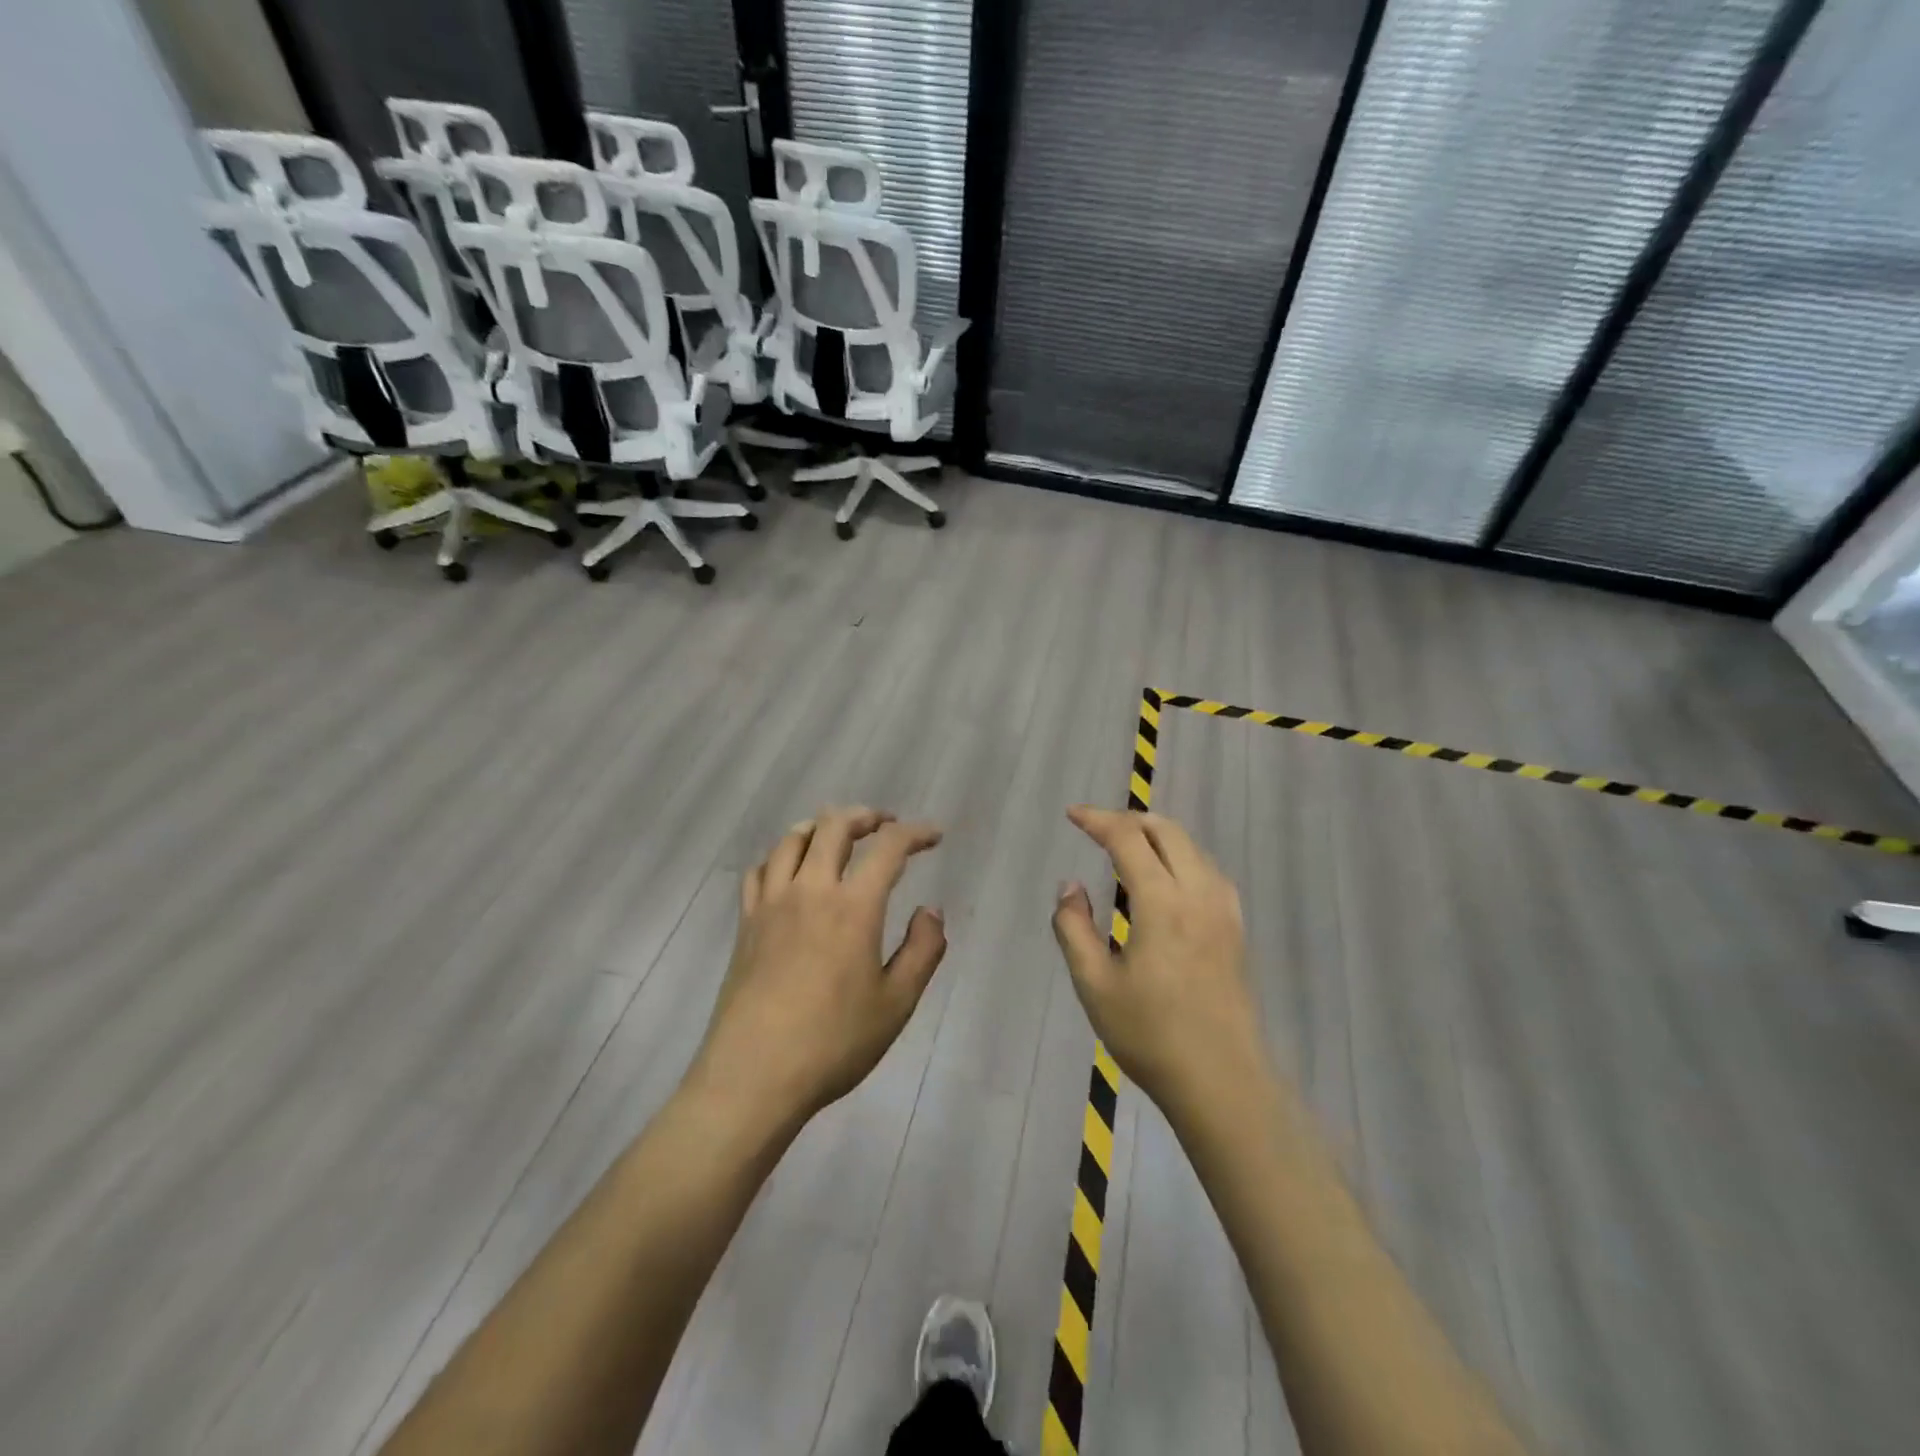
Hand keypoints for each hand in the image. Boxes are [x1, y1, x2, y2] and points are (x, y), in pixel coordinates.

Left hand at [691, 807, 947, 1128]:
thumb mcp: (896, 1004)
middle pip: (834, 826)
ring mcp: (772, 903)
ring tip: (838, 836)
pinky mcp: (746, 922)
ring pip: (792, 839)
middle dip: (865, 817)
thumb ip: (922, 950)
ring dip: (821, 827)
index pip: (888, 848)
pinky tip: (790, 870)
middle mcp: (810, 891)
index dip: (915, 833)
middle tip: (885, 825)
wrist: (753, 1075)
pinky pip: (760, 869)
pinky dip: (781, 856)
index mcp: (853, 907)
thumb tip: (931, 911)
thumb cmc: (833, 1043)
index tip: (933, 836)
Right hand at [1051, 807, 1268, 1123]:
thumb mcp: (1094, 984)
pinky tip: (1164, 878)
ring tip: (1125, 847)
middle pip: (1166, 830)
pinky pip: (1206, 869)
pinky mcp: (1235, 927)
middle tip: (1096, 828)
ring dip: (1156, 834)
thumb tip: (1070, 886)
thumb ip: (1074, 927)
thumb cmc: (1150, 1034)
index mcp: (1162, 902)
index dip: (1097, 819)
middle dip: (1128, 819)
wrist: (1221, 1080)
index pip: (1128, 839)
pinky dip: (1179, 855)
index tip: (1072, 814)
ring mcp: (1223, 908)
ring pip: (1191, 846)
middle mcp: (1198, 893)